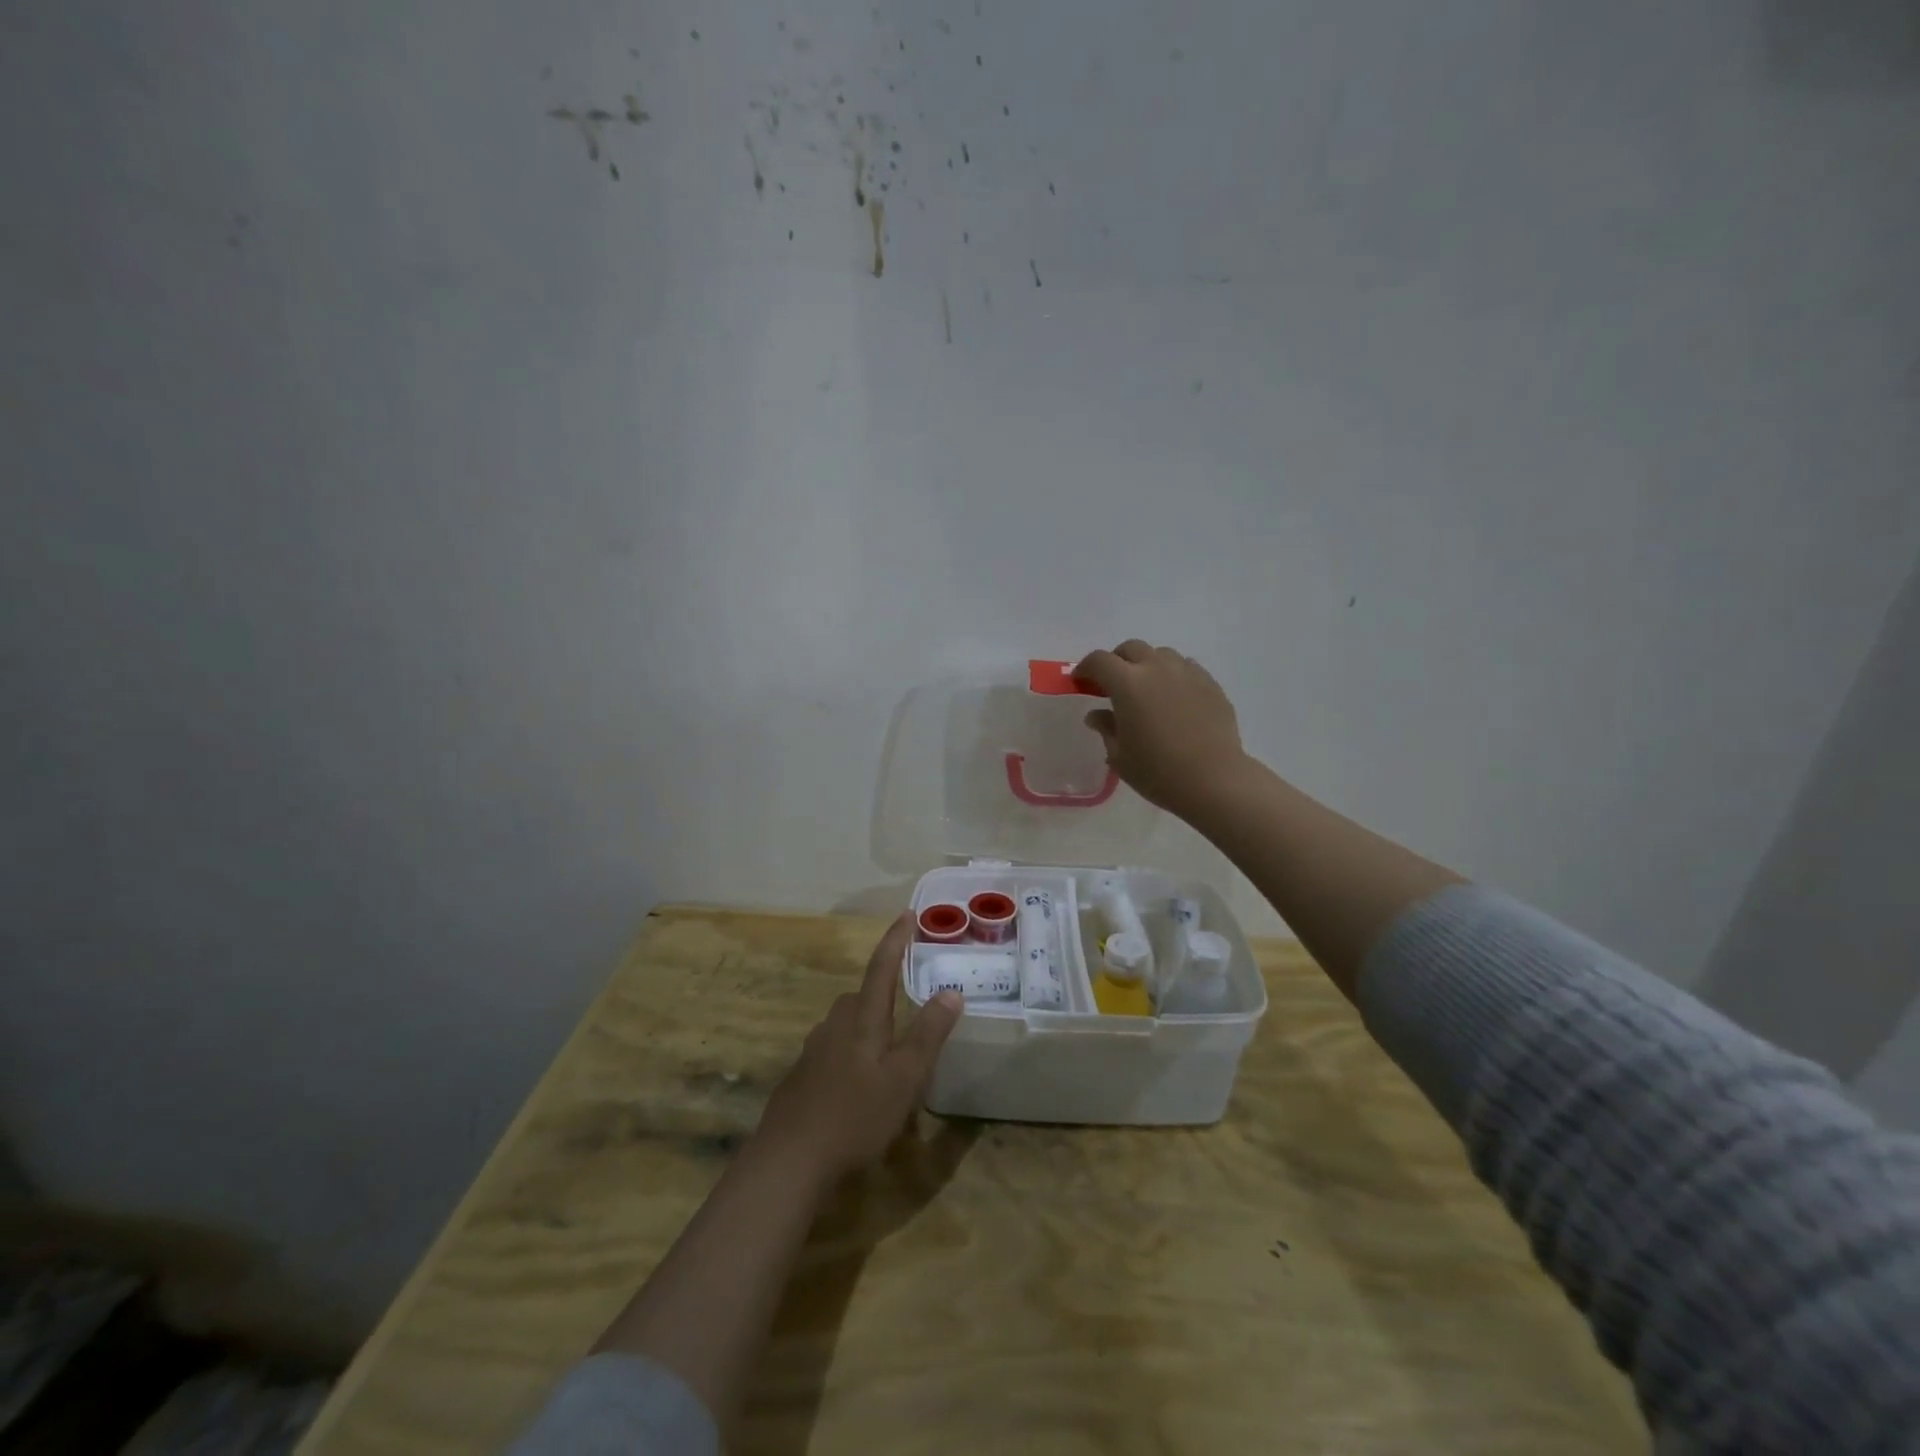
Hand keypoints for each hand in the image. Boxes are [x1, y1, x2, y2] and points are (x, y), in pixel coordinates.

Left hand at [756, 914, 962, 1183]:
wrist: (789, 1159)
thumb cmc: (856, 1115)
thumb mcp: (905, 1078)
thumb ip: (928, 1034)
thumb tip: (951, 991)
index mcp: (863, 1019)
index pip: (882, 967)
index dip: (896, 939)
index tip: (908, 914)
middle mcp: (835, 1024)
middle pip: (862, 995)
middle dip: (883, 990)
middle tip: (908, 1002)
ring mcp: (814, 1049)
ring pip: (846, 1022)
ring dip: (867, 1024)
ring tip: (889, 1048)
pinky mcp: (802, 1075)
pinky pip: (833, 1048)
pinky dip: (851, 1051)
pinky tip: (859, 1082)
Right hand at [1073, 640, 1252, 817]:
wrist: (1214, 780)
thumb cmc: (1158, 772)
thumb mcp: (1120, 756)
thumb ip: (1106, 728)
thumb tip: (1097, 714)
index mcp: (1128, 684)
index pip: (1099, 661)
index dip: (1086, 668)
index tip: (1081, 681)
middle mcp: (1157, 669)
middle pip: (1131, 649)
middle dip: (1117, 661)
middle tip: (1113, 684)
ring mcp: (1187, 673)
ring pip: (1161, 654)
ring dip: (1147, 665)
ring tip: (1147, 689)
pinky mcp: (1211, 684)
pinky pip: (1186, 668)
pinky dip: (1173, 675)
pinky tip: (1174, 698)